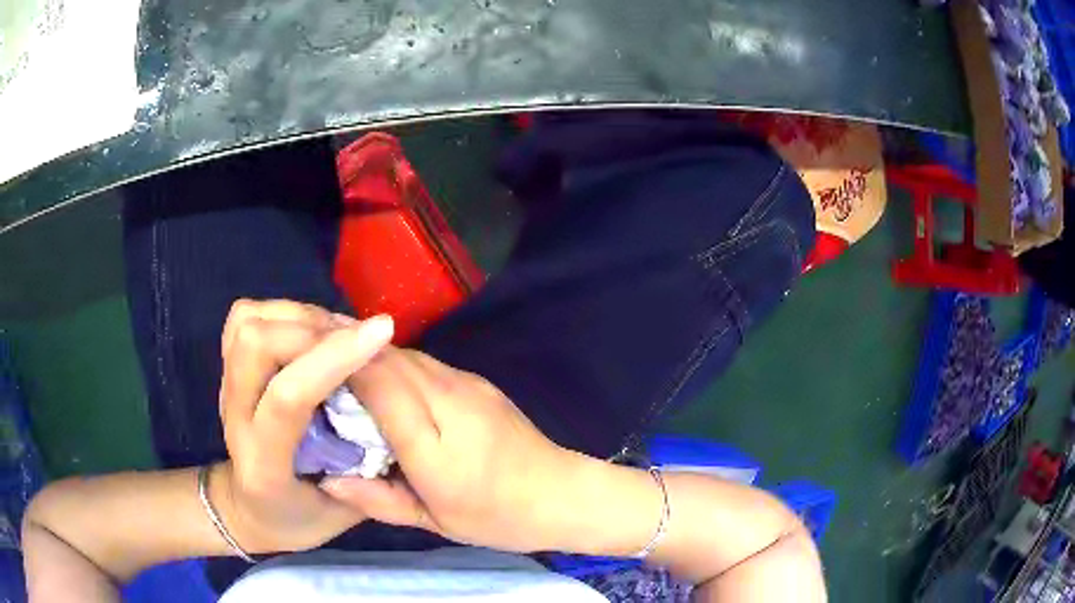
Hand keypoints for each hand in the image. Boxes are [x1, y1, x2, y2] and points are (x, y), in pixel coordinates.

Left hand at [214, 299, 394, 553]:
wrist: (251, 511)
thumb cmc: (302, 517)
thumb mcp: (347, 510)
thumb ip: (367, 465)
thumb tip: (393, 406)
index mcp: (265, 465)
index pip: (288, 397)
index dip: (334, 357)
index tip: (383, 334)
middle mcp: (235, 420)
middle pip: (256, 344)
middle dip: (314, 327)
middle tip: (359, 337)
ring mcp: (224, 390)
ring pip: (247, 323)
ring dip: (299, 315)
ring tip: (337, 332)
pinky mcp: (227, 371)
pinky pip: (243, 319)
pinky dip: (279, 312)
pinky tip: (309, 330)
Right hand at [319, 347, 583, 553]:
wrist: (561, 495)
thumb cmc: (497, 517)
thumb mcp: (433, 521)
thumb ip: (377, 500)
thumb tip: (326, 479)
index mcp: (434, 442)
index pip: (379, 383)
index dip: (339, 365)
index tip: (305, 363)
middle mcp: (450, 399)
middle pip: (390, 359)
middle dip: (347, 351)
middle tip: (310, 357)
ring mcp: (468, 384)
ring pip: (408, 356)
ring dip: (371, 356)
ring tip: (338, 365)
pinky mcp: (478, 383)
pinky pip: (427, 365)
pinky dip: (396, 366)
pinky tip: (381, 379)